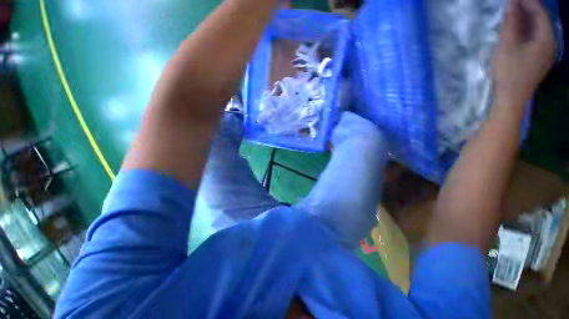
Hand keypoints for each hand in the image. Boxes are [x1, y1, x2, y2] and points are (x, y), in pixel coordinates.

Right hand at [492, 0, 555, 105]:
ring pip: (537, 30)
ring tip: (512, 13)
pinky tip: (516, 29)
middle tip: (512, 3)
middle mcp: (550, 44)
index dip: (528, 2)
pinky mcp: (537, 60)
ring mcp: (544, 53)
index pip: (539, 12)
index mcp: (546, 39)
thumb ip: (511, 23)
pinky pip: (534, 39)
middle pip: (540, 20)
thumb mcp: (507, 45)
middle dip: (527, 9)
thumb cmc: (509, 72)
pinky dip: (525, 31)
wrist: (510, 99)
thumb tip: (511, 2)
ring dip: (525, 20)